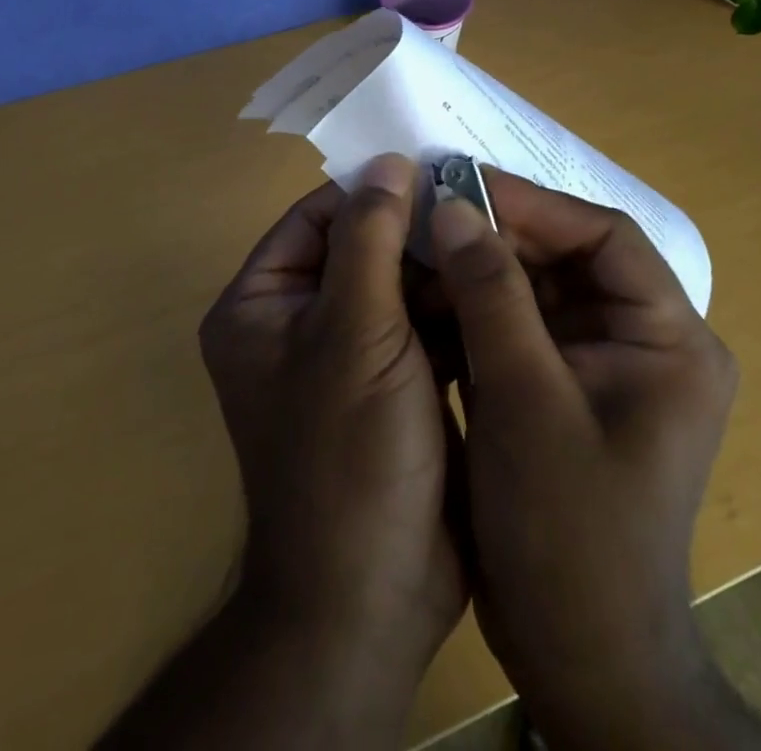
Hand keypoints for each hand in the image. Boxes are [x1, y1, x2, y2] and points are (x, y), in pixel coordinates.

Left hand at [198, 155, 466, 726]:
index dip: (371, 191)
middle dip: (415, 232)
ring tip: (498, 237)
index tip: (435, 170)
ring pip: (395, 284)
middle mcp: (296, 322)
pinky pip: (419, 323)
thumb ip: (369, 239)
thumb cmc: (347, 454)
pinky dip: (451, 306)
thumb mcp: (355, 331)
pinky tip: (497, 285)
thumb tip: (387, 162)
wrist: (374, 598)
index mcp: (262, 304)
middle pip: (358, 247)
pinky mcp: (390, 383)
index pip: (315, 218)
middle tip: (480, 204)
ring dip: (439, 267)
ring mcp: (346, 354)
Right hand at [429, 171, 760, 750]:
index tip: (463, 184)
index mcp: (669, 338)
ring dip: (481, 269)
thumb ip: (490, 295)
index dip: (535, 204)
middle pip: (570, 257)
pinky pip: (521, 324)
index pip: (606, 237)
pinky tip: (427, 297)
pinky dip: (476, 308)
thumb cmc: (568, 531)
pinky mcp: (566, 388)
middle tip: (431, 212)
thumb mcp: (524, 400)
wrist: (578, 659)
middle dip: (500, 235)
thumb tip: (453, 208)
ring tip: (420, 246)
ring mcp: (603, 365)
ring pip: (539, 287)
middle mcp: (645, 340)